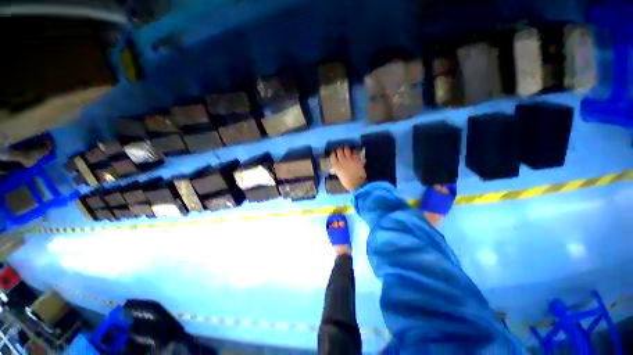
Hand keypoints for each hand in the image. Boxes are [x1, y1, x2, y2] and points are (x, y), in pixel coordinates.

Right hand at [330, 147, 366, 191]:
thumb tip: (338, 167)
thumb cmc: (347, 182)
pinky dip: (354, 152)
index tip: (334, 155)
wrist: (357, 183)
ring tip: (347, 150)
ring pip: (346, 149)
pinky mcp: (356, 159)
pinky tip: (354, 153)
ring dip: (346, 149)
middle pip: (339, 151)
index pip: (332, 156)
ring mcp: (349, 158)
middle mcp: (342, 160)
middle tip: (341, 151)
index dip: (333, 154)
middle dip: (340, 150)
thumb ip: (338, 169)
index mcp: (336, 165)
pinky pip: (354, 152)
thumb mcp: (339, 175)